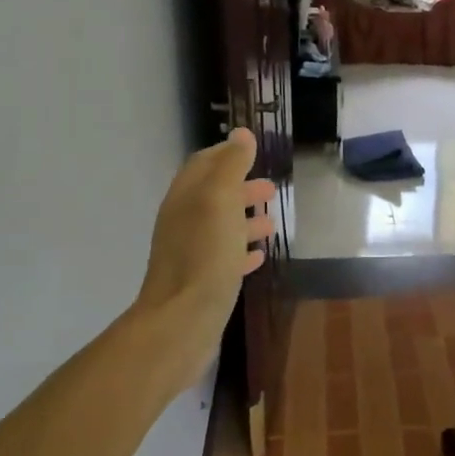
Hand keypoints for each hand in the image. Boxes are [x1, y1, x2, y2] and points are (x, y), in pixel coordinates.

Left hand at [137, 128, 276, 380]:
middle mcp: (183, 222)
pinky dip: (242, 250)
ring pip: (220, 227)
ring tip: (272, 222)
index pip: (204, 164)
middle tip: (271, 188)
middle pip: (214, 195)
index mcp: (186, 198)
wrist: (182, 320)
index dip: (227, 154)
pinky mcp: (201, 281)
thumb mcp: (220, 202)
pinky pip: (224, 257)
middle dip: (241, 188)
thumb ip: (231, 167)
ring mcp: (191, 253)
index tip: (253, 150)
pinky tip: (259, 256)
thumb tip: (241, 135)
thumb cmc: (204, 256)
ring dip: (245, 220)